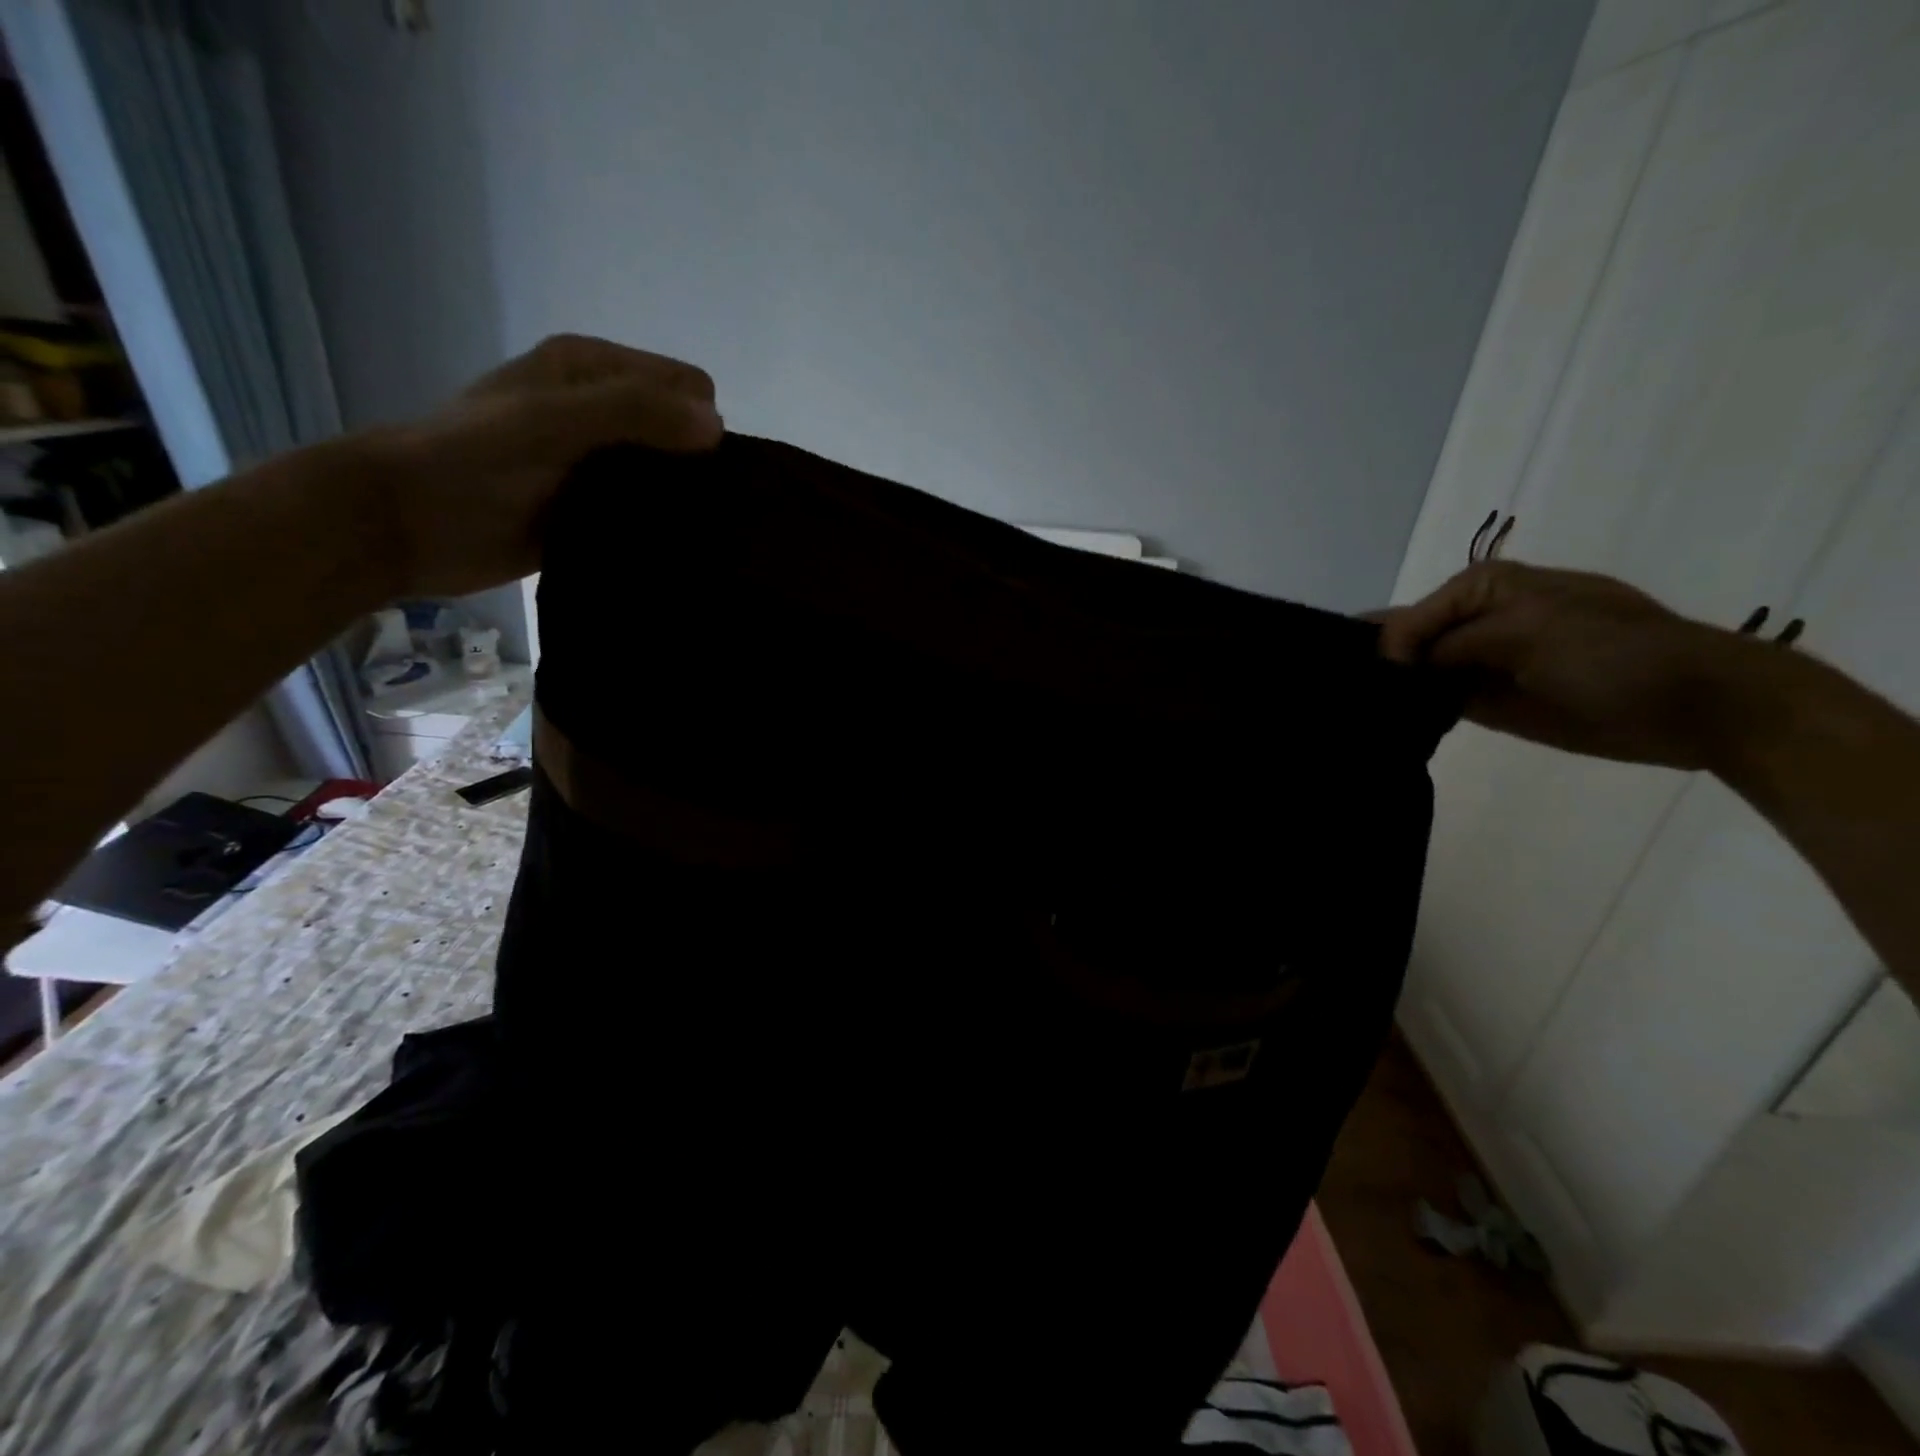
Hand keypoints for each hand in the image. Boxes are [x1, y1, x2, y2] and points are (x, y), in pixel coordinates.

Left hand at [364, 334, 722, 596]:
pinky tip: (668, 551)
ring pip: (670, 479)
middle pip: (684, 434)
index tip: (693, 468)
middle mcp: (605, 412)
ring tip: (688, 536)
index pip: (688, 387)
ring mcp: (601, 465)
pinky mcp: (597, 511)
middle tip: (696, 510)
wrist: (408, 522)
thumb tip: (718, 428)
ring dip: (683, 504)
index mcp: (596, 370)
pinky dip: (663, 531)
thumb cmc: (473, 458)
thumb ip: (634, 412)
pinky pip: (649, 518)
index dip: (701, 423)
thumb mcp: (554, 419)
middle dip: (700, 468)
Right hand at [1375, 561, 1771, 769]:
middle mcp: (1474, 622)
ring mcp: (1481, 663)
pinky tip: (1387, 726)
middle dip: (1378, 666)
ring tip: (1358, 714)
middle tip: (1346, 696)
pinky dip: (1415, 713)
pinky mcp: (1489, 702)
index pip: (1406, 618)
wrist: (1693, 705)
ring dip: (1392, 692)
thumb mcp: (1528, 630)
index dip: (1384, 648)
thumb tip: (1393, 667)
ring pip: (1416, 675)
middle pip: (1405, 642)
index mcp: (1482, 588)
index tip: (1367, 685)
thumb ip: (1451, 644)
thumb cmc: (1613, 654)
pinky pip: (1438, 703)